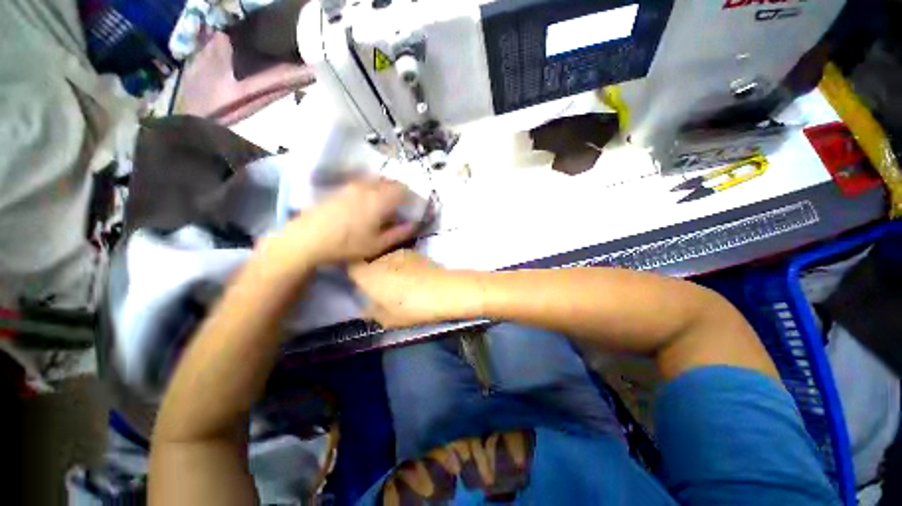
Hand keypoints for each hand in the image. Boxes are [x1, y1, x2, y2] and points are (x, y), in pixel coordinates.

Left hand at [273, 178, 417, 265]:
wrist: (306, 239)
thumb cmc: (346, 244)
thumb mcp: (377, 244)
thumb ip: (399, 233)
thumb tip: (415, 224)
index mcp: (380, 200)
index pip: (404, 191)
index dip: (414, 198)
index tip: (417, 208)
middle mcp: (367, 187)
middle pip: (391, 182)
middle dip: (402, 192)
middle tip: (405, 206)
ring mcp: (352, 185)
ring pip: (377, 181)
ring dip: (387, 189)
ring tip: (389, 204)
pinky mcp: (341, 188)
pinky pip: (364, 183)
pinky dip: (374, 189)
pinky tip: (370, 203)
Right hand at [349, 250, 479, 327]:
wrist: (444, 291)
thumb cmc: (412, 308)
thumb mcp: (388, 319)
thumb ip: (372, 312)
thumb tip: (365, 308)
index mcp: (369, 275)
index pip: (352, 268)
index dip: (354, 275)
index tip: (360, 284)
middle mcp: (382, 259)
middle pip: (371, 263)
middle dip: (373, 273)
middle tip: (382, 288)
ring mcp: (400, 253)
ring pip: (387, 260)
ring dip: (389, 269)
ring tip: (400, 283)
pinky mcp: (416, 253)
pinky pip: (402, 259)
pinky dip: (404, 267)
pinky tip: (414, 278)